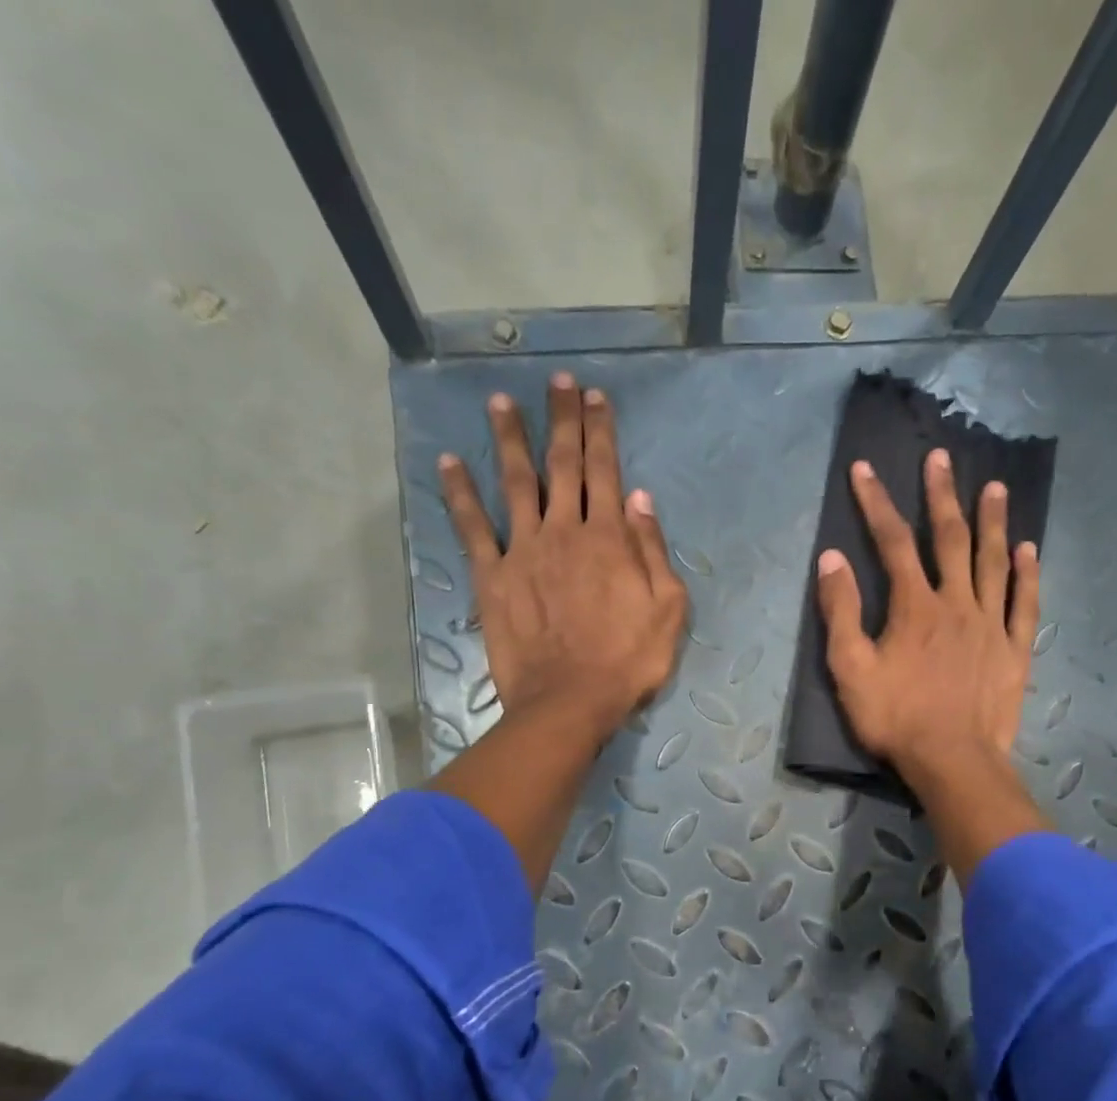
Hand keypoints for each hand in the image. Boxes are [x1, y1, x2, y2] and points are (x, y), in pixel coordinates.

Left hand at [438, 373, 687, 746]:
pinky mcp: (492, 576)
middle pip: (562, 464)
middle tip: (557, 382)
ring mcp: (523, 550)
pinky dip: (460, 493)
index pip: (605, 471)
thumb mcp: (667, 610)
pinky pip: (472, 527)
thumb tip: (640, 498)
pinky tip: (449, 463)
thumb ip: (652, 550)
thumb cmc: (628, 661)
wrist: (569, 701)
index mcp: (608, 538)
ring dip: (508, 439)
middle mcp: (564, 531)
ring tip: (499, 401)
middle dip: (562, 420)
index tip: (595, 398)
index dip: (601, 431)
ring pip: (515, 482)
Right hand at [815, 449, 1048, 884]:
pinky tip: (1028, 548)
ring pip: (992, 561)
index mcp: (914, 606)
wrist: (952, 761)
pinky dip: (1026, 573)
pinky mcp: (1015, 648)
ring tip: (994, 486)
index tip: (864, 469)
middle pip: (949, 538)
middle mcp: (956, 602)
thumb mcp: (850, 669)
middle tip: (941, 457)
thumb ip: (840, 612)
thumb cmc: (895, 719)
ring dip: (992, 521)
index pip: (891, 542)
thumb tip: (831, 559)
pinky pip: (1024, 602)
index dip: (875, 503)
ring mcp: (991, 623)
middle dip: (940, 495)